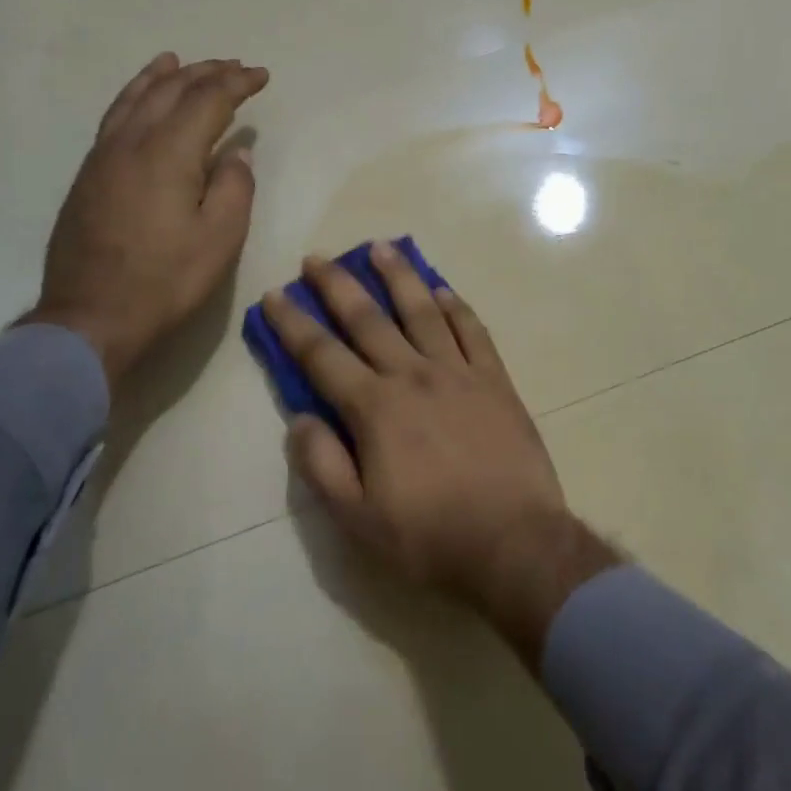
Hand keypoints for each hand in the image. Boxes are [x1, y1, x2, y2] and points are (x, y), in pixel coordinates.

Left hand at [21, 53, 268, 387]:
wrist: (91, 316)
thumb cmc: (166, 281)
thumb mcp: (220, 239)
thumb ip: (235, 187)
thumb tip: (236, 151)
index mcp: (168, 153)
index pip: (207, 100)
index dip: (237, 83)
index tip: (261, 76)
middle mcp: (131, 142)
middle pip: (169, 91)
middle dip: (205, 73)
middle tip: (233, 67)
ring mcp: (102, 157)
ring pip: (133, 99)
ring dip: (162, 76)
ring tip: (179, 61)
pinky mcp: (88, 176)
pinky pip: (114, 118)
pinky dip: (133, 97)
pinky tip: (139, 101)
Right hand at [262, 243, 618, 661]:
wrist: (515, 544)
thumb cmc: (430, 536)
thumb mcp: (358, 518)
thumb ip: (322, 464)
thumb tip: (300, 417)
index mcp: (375, 408)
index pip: (322, 355)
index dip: (294, 324)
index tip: (275, 295)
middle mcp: (414, 376)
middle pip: (368, 319)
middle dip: (338, 285)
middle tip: (318, 257)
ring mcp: (459, 373)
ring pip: (423, 311)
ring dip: (399, 277)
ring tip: (381, 247)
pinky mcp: (496, 381)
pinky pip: (473, 331)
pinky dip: (456, 307)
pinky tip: (443, 290)